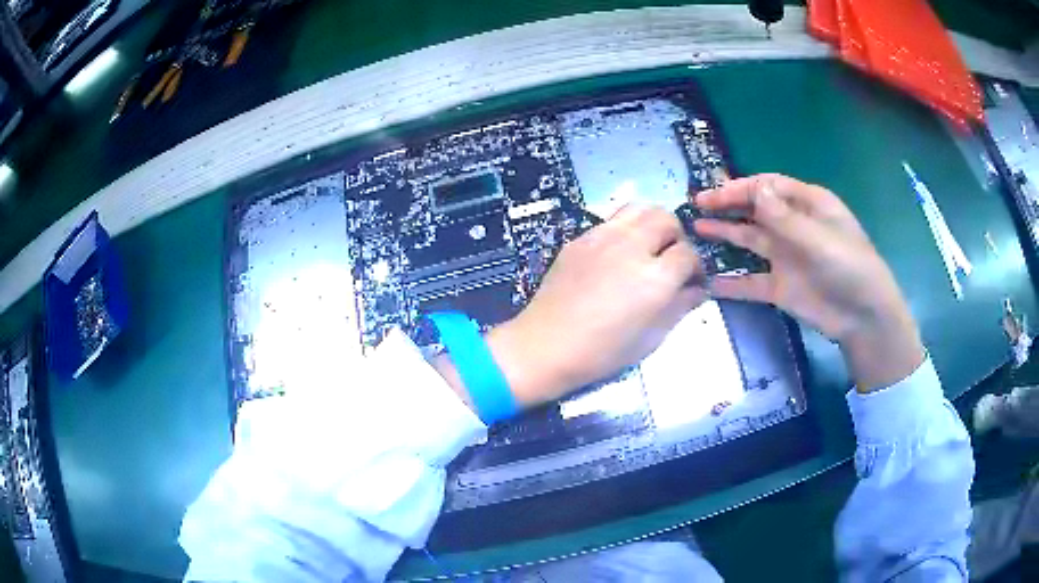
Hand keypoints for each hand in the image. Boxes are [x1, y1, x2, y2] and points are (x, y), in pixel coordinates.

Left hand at [486, 205, 706, 405]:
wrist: (546, 345)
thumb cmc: (602, 352)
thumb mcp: (651, 338)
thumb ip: (680, 307)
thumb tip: (698, 290)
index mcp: (655, 278)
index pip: (688, 254)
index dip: (696, 267)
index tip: (692, 280)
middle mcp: (632, 247)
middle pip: (666, 219)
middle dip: (677, 237)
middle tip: (671, 259)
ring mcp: (603, 238)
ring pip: (639, 208)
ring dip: (652, 223)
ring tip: (649, 246)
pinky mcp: (581, 238)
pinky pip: (612, 220)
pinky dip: (625, 229)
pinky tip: (618, 253)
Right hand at [694, 174, 923, 391]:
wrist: (863, 318)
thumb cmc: (850, 267)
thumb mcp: (820, 239)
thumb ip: (785, 218)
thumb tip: (753, 188)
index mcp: (808, 205)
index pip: (768, 187)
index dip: (741, 187)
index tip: (713, 194)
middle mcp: (793, 227)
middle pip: (755, 210)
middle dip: (727, 206)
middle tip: (697, 206)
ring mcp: (786, 258)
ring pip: (749, 242)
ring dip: (725, 235)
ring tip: (696, 230)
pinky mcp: (780, 288)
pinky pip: (751, 281)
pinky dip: (732, 282)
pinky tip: (710, 281)